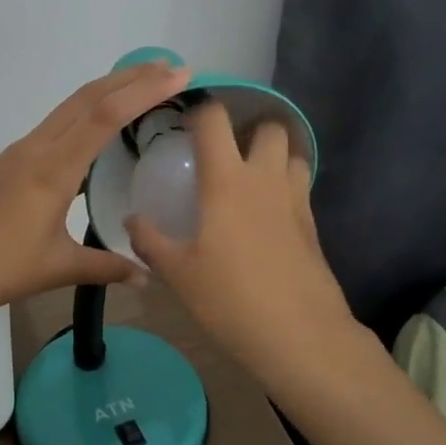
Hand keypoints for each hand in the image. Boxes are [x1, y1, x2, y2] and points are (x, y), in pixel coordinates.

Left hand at [0, 60, 193, 327]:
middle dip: (130, 77)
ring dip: (106, 91)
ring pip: (68, 107)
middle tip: (170, 67)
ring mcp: (18, 152)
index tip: (179, 75)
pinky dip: (84, 112)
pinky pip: (54, 125)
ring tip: (141, 86)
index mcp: (53, 169)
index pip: (105, 116)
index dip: (144, 91)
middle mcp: (36, 148)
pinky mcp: (7, 163)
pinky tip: (96, 127)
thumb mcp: (57, 268)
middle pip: (86, 98)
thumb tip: (148, 276)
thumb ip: (105, 266)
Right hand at [125, 100, 358, 391]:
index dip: (199, 108)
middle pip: (270, 127)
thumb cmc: (230, 299)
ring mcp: (295, 200)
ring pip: (293, 154)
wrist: (300, 336)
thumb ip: (150, 241)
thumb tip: (132, 221)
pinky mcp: (313, 225)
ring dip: (274, 154)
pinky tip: (266, 215)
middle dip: (249, 128)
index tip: (184, 117)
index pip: (215, 120)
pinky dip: (285, 186)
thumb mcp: (177, 273)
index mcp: (227, 181)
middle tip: (225, 149)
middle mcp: (265, 179)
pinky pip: (300, 187)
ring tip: (250, 176)